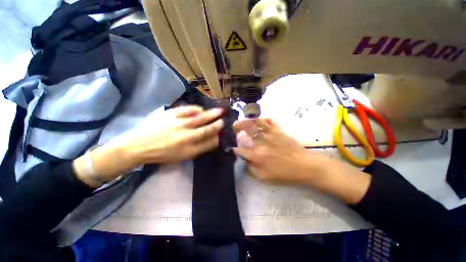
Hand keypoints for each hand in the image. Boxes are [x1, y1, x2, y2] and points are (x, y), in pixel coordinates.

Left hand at [74, 106, 223, 187]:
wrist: (137, 146)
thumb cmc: (161, 154)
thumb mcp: (181, 156)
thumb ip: (198, 148)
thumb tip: (212, 140)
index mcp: (187, 149)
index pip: (207, 142)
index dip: (217, 136)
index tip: (222, 132)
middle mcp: (185, 136)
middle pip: (206, 129)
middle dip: (217, 124)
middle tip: (223, 119)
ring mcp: (177, 124)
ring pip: (199, 118)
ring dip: (210, 114)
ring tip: (218, 111)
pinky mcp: (169, 114)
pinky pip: (187, 110)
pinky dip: (196, 109)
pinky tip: (200, 109)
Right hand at [233, 118, 325, 184]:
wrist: (305, 166)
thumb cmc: (285, 174)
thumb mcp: (265, 178)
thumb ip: (251, 169)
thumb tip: (245, 160)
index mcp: (257, 155)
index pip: (241, 149)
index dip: (235, 148)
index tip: (232, 147)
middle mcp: (261, 142)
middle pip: (246, 132)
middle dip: (238, 128)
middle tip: (234, 127)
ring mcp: (270, 134)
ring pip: (256, 124)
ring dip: (247, 121)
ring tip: (242, 120)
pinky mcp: (279, 131)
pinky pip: (270, 121)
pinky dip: (264, 119)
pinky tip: (260, 118)